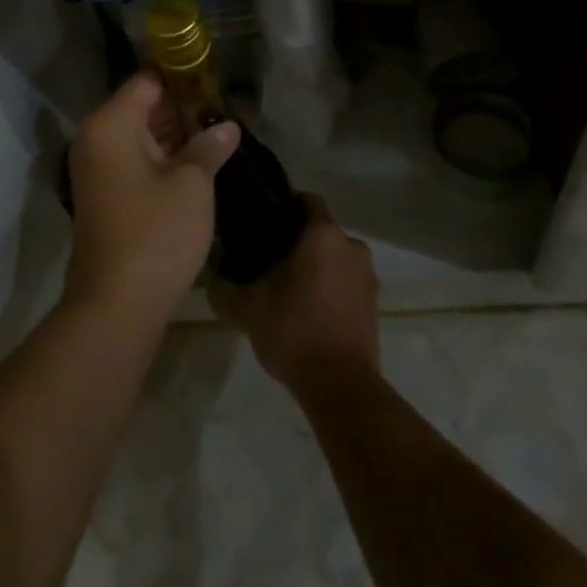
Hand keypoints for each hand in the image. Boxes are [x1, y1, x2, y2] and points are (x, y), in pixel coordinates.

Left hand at [63, 73, 239, 320]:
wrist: (116, 307)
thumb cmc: (155, 234)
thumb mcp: (192, 185)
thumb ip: (209, 146)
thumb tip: (227, 126)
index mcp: (111, 124)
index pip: (147, 80)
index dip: (181, 74)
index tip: (214, 76)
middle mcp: (96, 139)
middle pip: (142, 106)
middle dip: (182, 105)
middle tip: (222, 105)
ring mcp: (97, 169)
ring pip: (140, 135)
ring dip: (175, 133)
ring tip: (217, 130)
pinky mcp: (104, 196)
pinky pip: (135, 160)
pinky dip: (162, 157)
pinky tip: (197, 161)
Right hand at [210, 195, 379, 395]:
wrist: (341, 387)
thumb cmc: (294, 330)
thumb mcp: (247, 308)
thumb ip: (224, 288)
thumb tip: (211, 277)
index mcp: (323, 233)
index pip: (306, 199)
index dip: (285, 206)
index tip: (265, 222)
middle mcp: (351, 246)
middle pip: (321, 231)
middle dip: (299, 242)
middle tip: (270, 260)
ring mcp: (368, 277)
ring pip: (336, 259)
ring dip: (318, 268)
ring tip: (289, 290)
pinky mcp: (374, 306)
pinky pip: (348, 285)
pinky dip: (332, 291)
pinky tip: (310, 313)